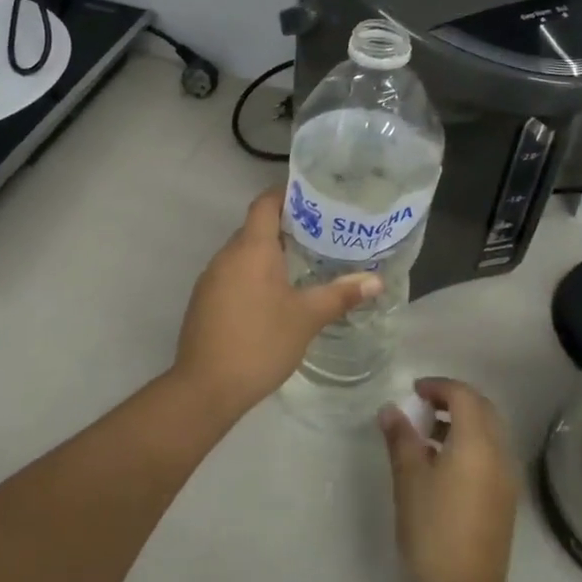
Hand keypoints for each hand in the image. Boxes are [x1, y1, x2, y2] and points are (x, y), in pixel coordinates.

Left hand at [169, 190, 381, 418]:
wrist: (206, 387)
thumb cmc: (260, 343)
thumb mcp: (306, 318)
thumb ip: (340, 294)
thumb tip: (376, 280)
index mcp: (251, 249)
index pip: (265, 203)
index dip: (287, 195)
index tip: (314, 199)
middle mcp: (226, 255)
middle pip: (255, 227)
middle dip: (286, 227)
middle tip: (321, 234)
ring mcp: (211, 279)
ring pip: (243, 253)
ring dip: (269, 254)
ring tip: (304, 263)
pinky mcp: (204, 301)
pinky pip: (233, 274)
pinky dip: (254, 275)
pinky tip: (275, 296)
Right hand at [379, 378, 518, 581]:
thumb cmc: (432, 530)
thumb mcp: (409, 480)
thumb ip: (401, 439)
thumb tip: (391, 410)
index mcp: (477, 443)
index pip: (463, 395)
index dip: (438, 386)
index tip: (413, 392)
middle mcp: (499, 453)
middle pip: (482, 409)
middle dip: (453, 400)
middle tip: (422, 406)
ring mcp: (507, 477)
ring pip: (489, 431)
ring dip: (462, 422)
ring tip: (426, 435)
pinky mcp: (506, 498)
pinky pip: (491, 454)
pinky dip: (470, 443)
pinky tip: (443, 464)